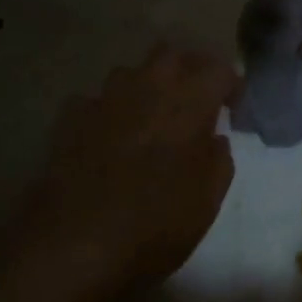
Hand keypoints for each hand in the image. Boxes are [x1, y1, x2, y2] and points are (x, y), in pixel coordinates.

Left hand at [16, 45, 236, 284]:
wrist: (70, 246)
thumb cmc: (153, 225)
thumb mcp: (207, 201)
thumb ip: (218, 160)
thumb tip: (213, 139)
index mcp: (189, 102)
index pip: (219, 69)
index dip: (230, 86)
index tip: (232, 111)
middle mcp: (147, 88)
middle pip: (171, 54)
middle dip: (187, 71)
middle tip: (194, 103)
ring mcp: (103, 100)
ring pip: (130, 72)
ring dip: (145, 88)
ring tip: (150, 120)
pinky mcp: (69, 120)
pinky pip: (96, 101)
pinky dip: (108, 113)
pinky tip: (108, 139)